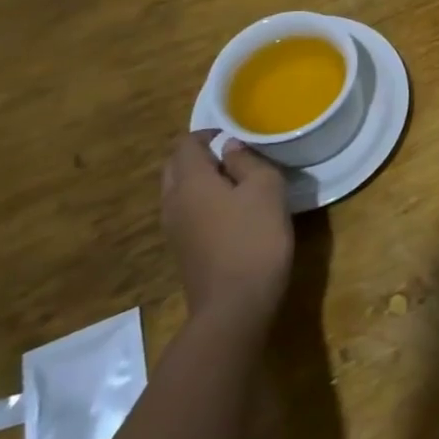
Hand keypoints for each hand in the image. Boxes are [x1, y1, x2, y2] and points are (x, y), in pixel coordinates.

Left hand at [161, 131, 294, 328]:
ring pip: (179, 190)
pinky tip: (232, 209)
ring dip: (201, 178)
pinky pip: (186, 211)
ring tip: (237, 179)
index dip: (208, 133)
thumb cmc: (254, 237)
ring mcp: (175, 229)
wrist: (235, 305)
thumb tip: (230, 149)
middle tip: (234, 153)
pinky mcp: (184, 250)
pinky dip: (202, 200)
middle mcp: (173, 202)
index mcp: (190, 182)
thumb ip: (247, 161)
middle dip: (199, 154)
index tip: (236, 133)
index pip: (185, 144)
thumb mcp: (265, 188)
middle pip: (175, 166)